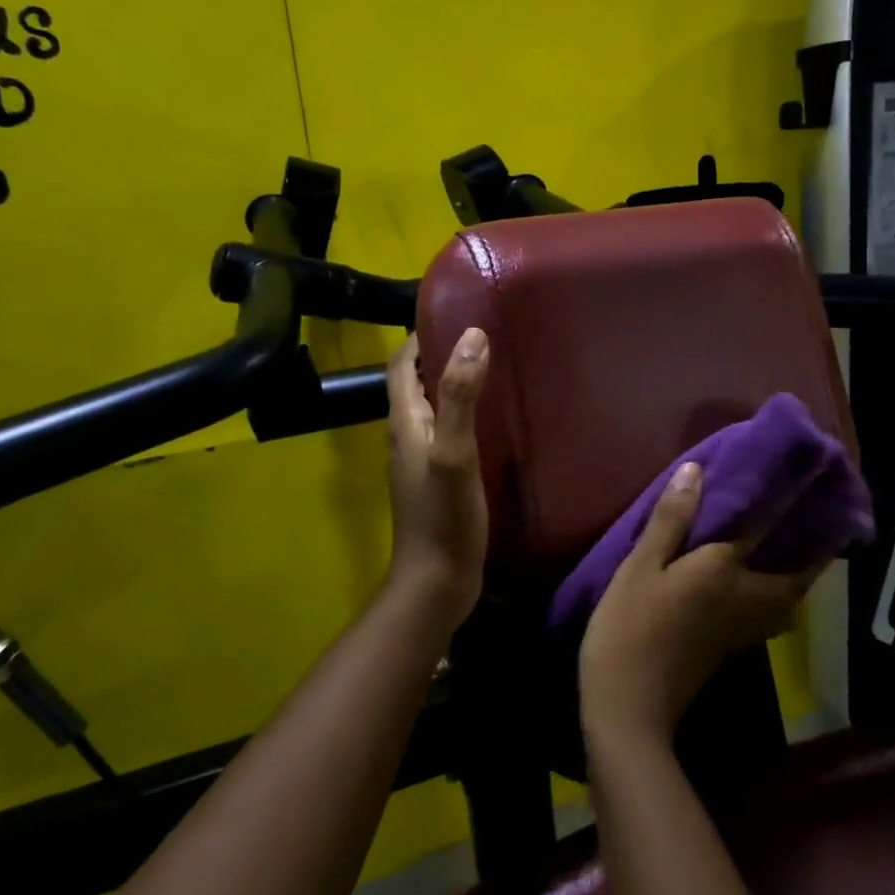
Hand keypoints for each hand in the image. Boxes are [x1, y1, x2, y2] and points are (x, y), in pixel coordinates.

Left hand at [384, 329, 489, 623]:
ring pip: (431, 407)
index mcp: (404, 422)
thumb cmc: (444, 516)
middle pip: (415, 383)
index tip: (454, 313)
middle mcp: (406, 435)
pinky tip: (492, 417)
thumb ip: (460, 396)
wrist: (438, 581)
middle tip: (481, 335)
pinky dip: (462, 412)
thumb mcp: (454, 451)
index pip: (401, 365)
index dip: (420, 336)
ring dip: (451, 383)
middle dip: (439, 354)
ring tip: (490, 366)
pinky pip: (446, 430)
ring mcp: (421, 459)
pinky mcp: (438, 478)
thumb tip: (472, 335)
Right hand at [579, 462, 823, 743]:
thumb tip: (696, 471)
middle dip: (812, 557)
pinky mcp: (728, 649)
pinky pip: (767, 617)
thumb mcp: (640, 566)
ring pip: (786, 603)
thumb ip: (671, 520)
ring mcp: (739, 629)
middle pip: (793, 578)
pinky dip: (776, 600)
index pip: (763, 528)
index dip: (786, 502)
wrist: (629, 706)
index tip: (808, 480)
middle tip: (819, 531)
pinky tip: (759, 591)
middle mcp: (743, 597)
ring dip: (798, 581)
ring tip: (795, 558)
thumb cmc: (629, 626)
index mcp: (722, 570)